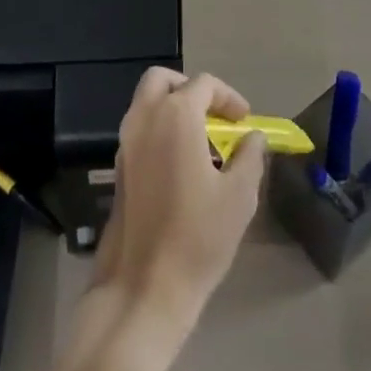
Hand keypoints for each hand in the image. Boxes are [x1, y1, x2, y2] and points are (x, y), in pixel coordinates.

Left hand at [91, 68, 266, 330]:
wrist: (142, 289)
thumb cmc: (197, 237)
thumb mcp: (239, 196)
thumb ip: (250, 157)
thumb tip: (253, 138)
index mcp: (175, 115)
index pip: (204, 84)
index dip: (228, 97)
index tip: (245, 120)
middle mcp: (145, 118)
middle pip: (162, 80)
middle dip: (190, 90)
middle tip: (214, 116)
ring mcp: (125, 143)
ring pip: (146, 103)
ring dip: (172, 109)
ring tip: (201, 142)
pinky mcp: (117, 169)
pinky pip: (139, 130)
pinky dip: (159, 130)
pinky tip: (180, 165)